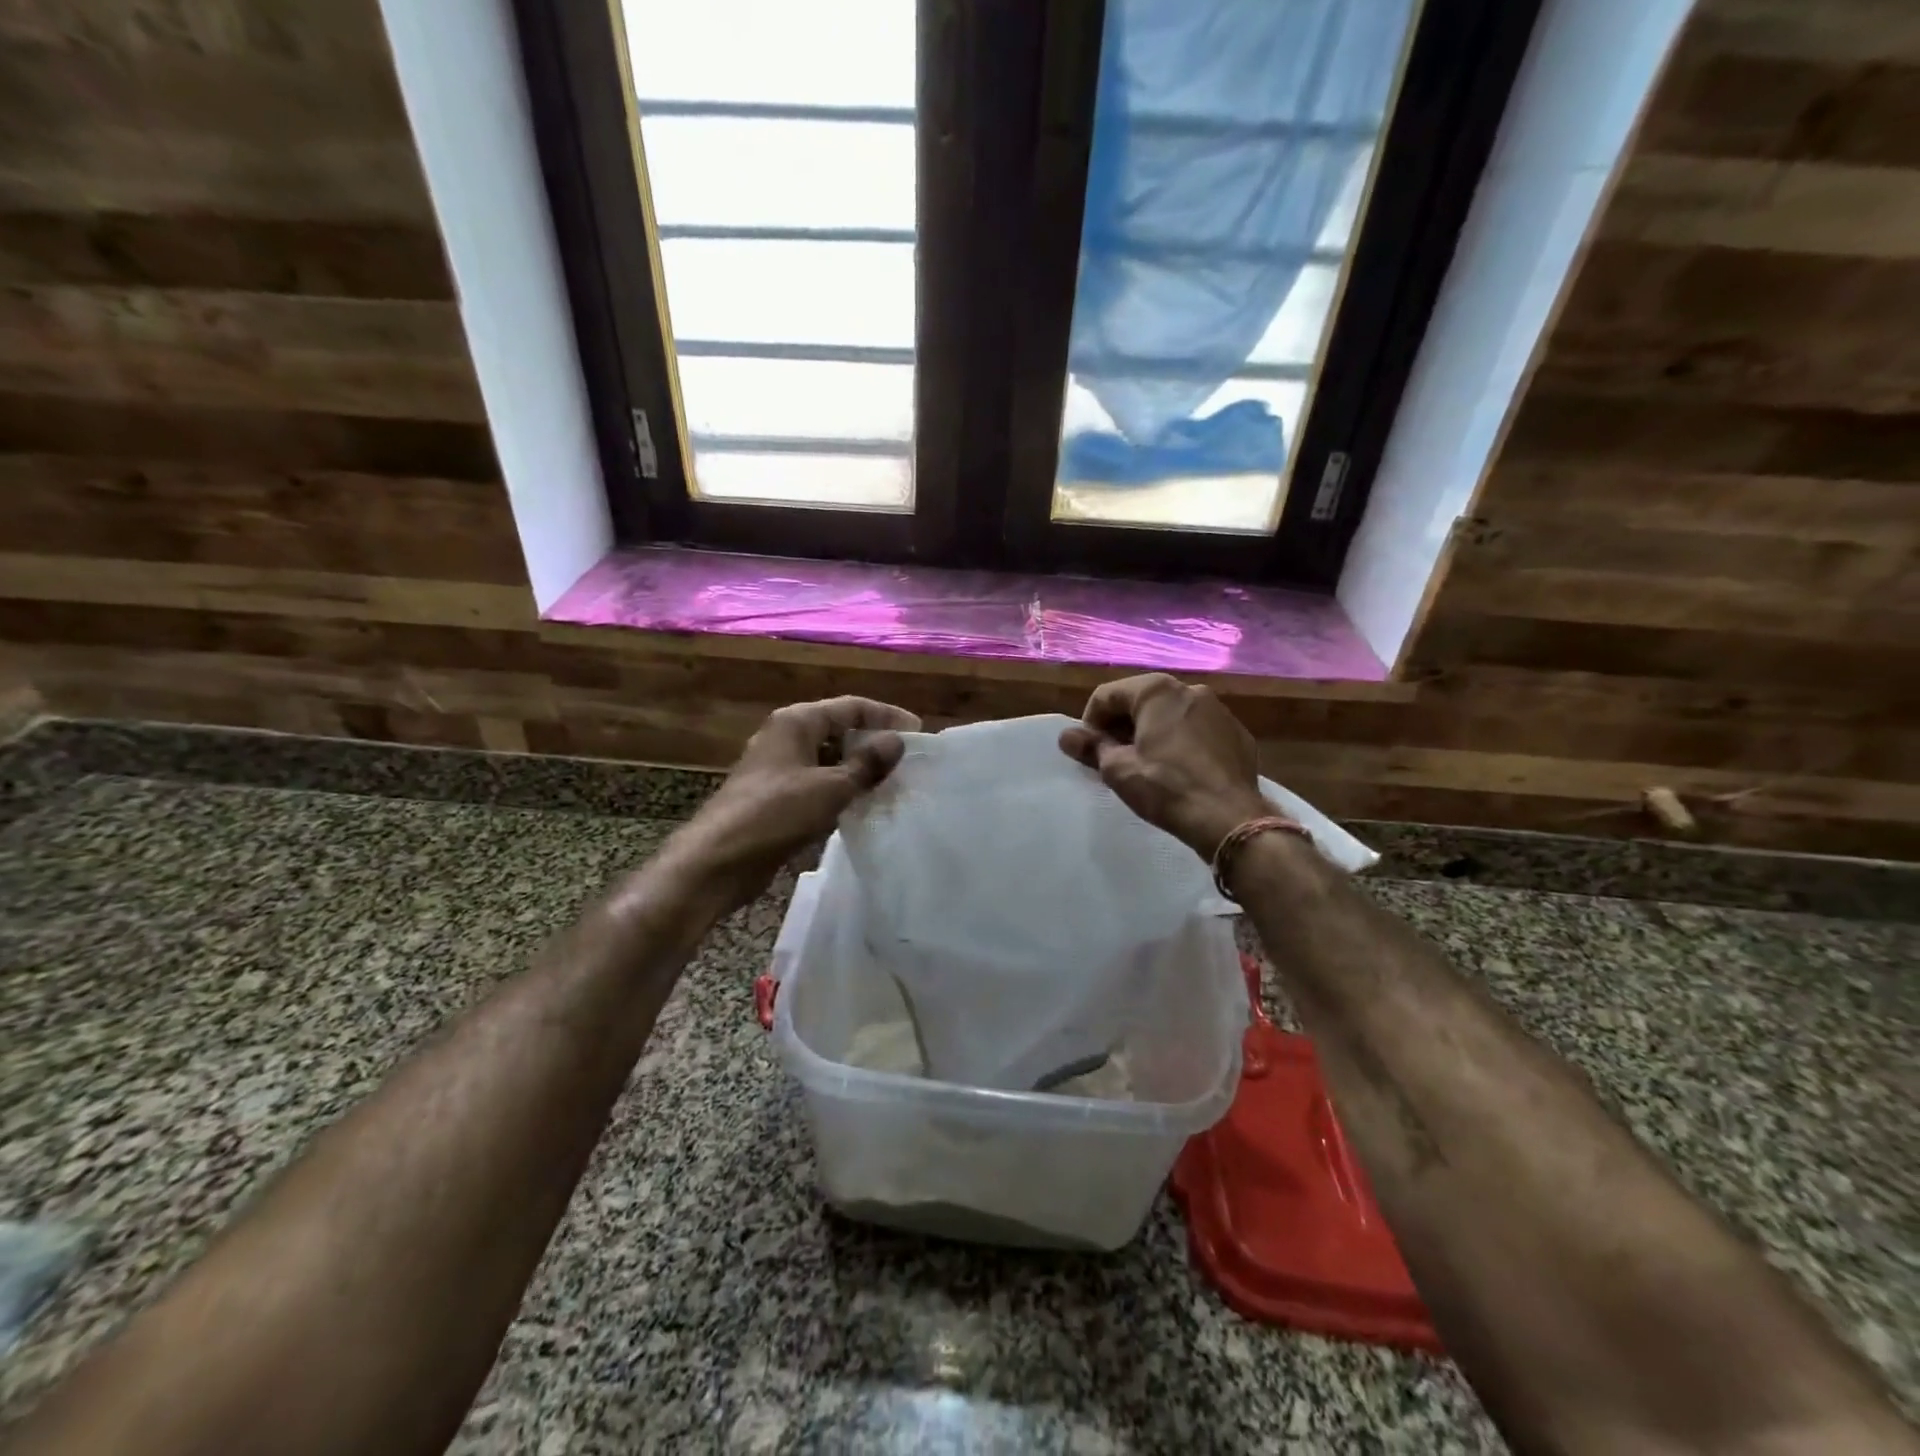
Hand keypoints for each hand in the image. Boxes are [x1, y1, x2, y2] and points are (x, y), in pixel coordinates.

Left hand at [674, 696, 920, 904]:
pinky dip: (841, 790)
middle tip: (908, 762)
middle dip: (873, 743)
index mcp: (796, 721)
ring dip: (858, 769)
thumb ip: (867, 763)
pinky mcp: (776, 797)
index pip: (851, 706)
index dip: (886, 716)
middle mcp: (786, 737)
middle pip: (839, 730)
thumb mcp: (830, 787)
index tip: (918, 734)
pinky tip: (862, 806)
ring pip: (828, 759)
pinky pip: (817, 784)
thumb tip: (896, 742)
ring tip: (893, 785)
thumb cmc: (775, 814)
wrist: (718, 861)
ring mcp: (779, 768)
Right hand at [1059, 674, 1269, 859]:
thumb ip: (1090, 747)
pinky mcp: (1237, 734)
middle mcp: (1190, 689)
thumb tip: (1066, 736)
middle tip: (1113, 758)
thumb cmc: (1165, 787)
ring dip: (1152, 733)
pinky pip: (1198, 730)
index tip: (1089, 751)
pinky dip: (1181, 742)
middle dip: (1121, 726)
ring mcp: (1219, 710)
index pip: (1107, 695)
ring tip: (1145, 765)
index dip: (1090, 723)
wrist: (1229, 817)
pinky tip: (1179, 771)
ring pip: (1171, 714)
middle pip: (1141, 701)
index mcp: (1156, 691)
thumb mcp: (1118, 769)